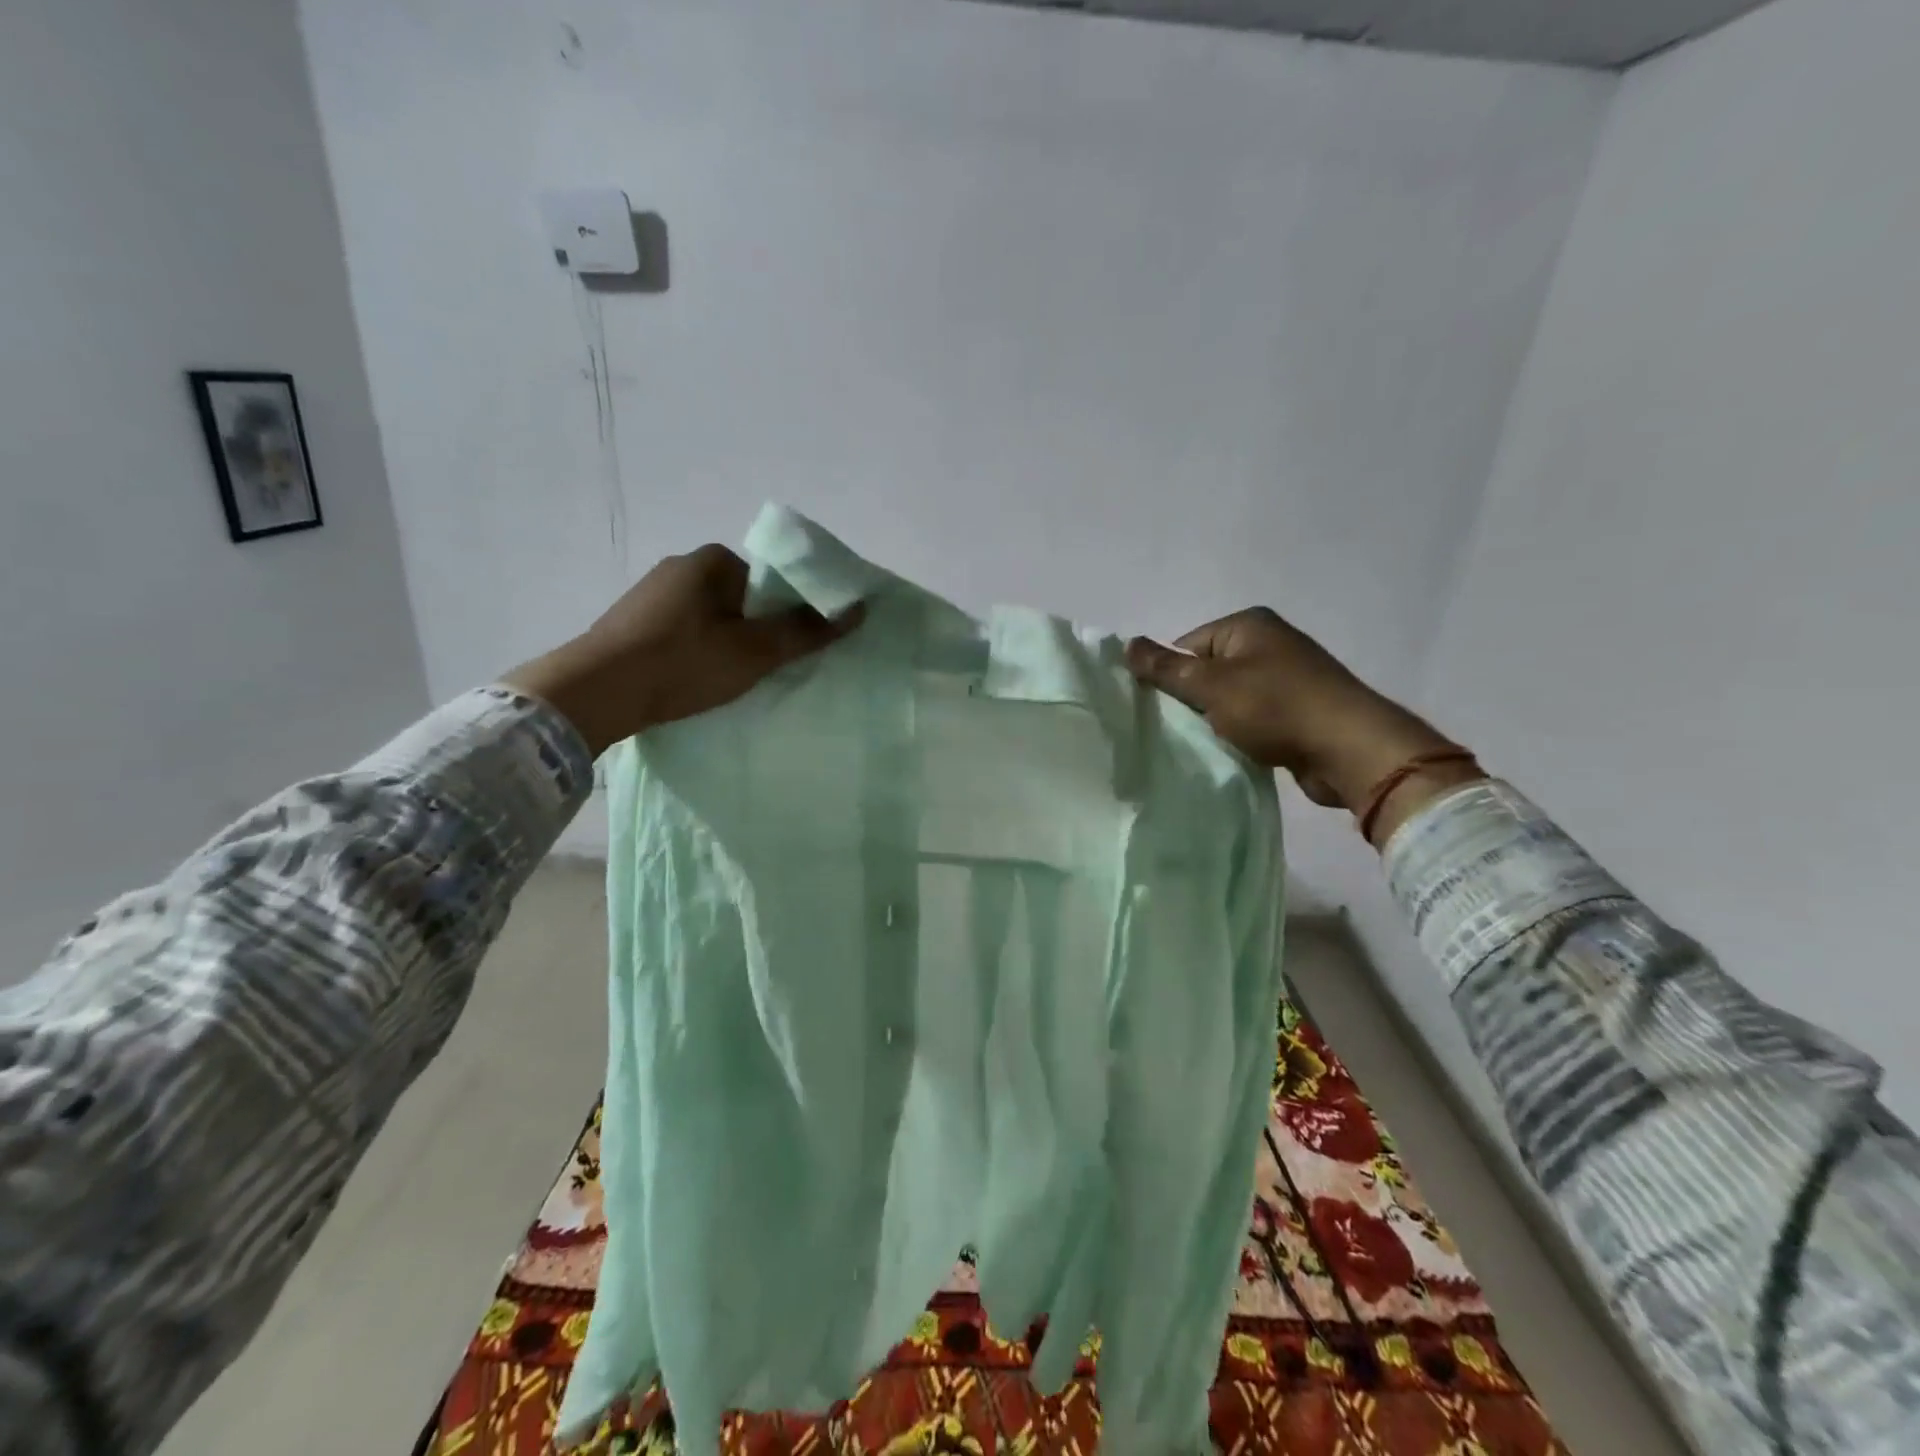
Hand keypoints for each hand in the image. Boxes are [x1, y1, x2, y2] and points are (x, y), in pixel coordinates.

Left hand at [503, 545, 861, 756]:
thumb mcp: (755, 652)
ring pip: (712, 617)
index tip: (789, 650)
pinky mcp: (632, 620)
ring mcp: (652, 592)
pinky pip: (683, 631)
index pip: (771, 581)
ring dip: (725, 643)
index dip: (788, 615)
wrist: (595, 692)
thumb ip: (805, 631)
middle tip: (762, 670)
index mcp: (713, 560)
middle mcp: (682, 565)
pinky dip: (697, 651)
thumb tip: (857, 609)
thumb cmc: (684, 664)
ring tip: (724, 680)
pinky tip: (692, 678)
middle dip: (756, 631)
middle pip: (743, 599)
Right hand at [1125, 608, 1478, 839]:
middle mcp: (1268, 644)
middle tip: (1180, 729)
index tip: (1163, 710)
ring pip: (1229, 699)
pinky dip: (1240, 732)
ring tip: (1209, 742)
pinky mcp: (1297, 711)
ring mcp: (1287, 678)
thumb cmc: (1275, 707)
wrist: (1348, 749)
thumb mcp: (1211, 685)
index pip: (1187, 646)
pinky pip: (1253, 718)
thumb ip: (1166, 668)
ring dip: (1216, 720)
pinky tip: (1235, 750)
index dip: (1170, 678)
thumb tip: (1126, 644)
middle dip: (1192, 701)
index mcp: (1248, 626)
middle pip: (1207, 671)